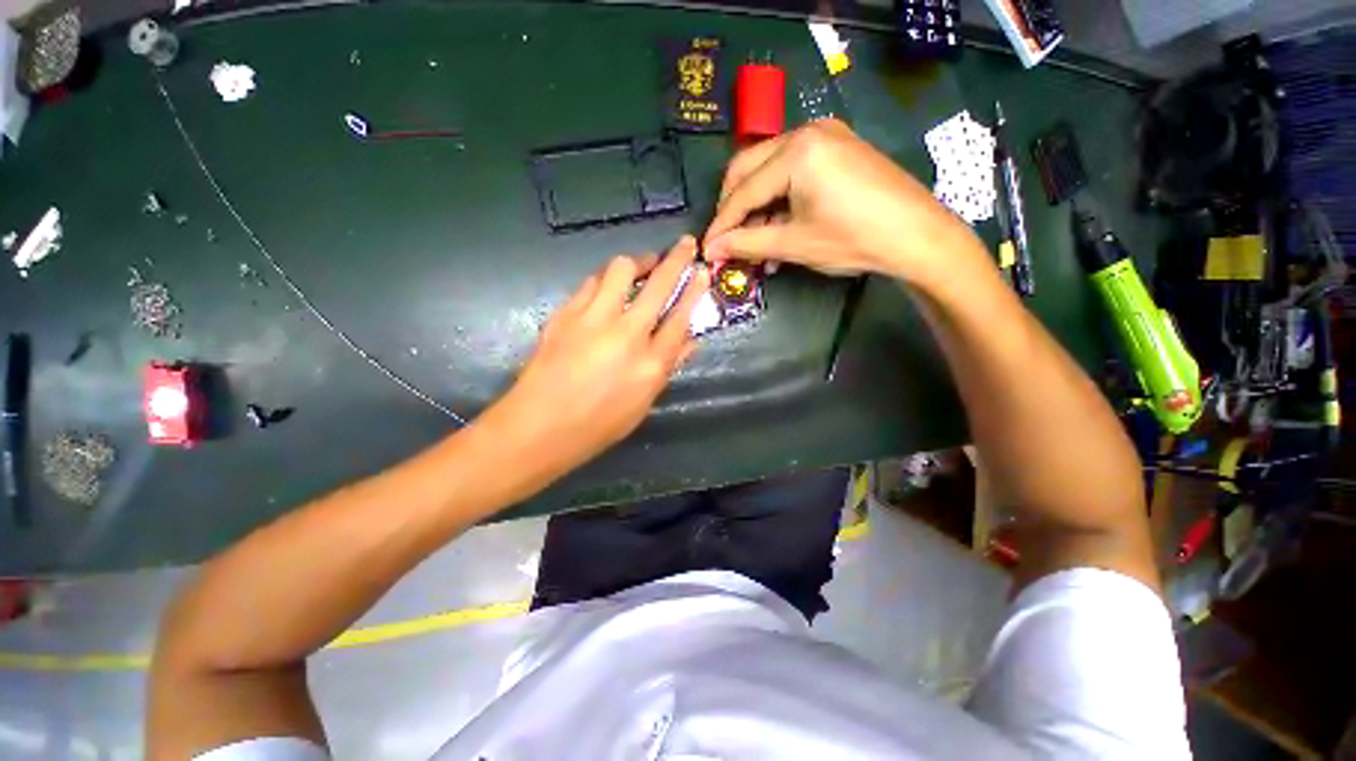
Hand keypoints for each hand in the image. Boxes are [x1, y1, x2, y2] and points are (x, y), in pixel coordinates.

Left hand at [475, 237, 709, 487]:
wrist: (538, 427)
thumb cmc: (597, 426)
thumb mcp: (642, 405)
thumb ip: (667, 368)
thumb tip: (689, 342)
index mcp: (650, 364)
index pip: (681, 317)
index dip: (694, 290)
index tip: (701, 270)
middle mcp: (626, 335)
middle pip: (658, 284)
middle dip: (676, 258)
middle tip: (684, 244)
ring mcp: (592, 320)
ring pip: (620, 270)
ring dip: (636, 263)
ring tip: (642, 266)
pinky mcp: (565, 313)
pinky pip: (590, 283)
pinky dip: (605, 280)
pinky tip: (607, 288)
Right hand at [703, 119, 982, 284]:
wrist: (917, 235)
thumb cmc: (854, 239)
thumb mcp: (794, 244)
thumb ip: (746, 244)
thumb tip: (711, 250)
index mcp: (795, 152)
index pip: (743, 192)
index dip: (721, 224)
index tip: (707, 250)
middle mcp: (806, 131)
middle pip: (748, 168)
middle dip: (733, 208)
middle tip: (727, 241)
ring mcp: (825, 134)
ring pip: (768, 168)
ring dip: (756, 205)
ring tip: (756, 243)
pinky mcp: (837, 146)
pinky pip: (792, 168)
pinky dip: (779, 196)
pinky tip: (779, 226)